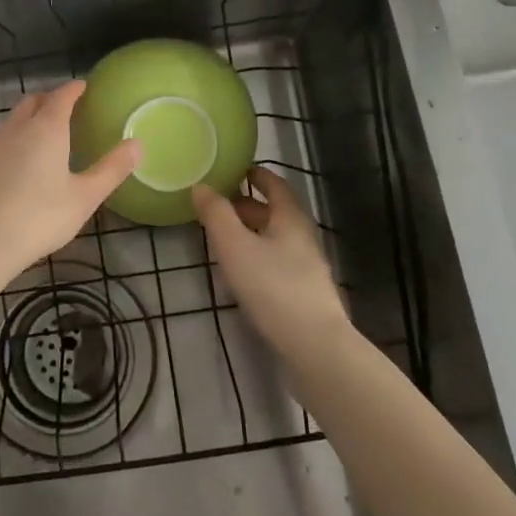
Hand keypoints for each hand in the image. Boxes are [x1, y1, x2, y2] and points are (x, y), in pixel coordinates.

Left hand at [0, 80, 140, 281]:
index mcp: (46, 129)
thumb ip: (112, 169)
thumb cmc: (39, 218)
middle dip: (50, 99)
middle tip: (66, 108)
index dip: (74, 89)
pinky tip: (16, 165)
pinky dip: (12, 142)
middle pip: (32, 102)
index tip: (84, 87)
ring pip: (11, 121)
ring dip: (28, 119)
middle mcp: (15, 128)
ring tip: (42, 135)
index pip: (61, 96)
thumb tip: (137, 144)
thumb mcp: (84, 197)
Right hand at [193, 167, 348, 357]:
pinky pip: (276, 262)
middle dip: (246, 205)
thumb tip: (201, 186)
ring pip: (274, 239)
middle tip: (216, 204)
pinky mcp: (303, 294)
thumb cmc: (273, 287)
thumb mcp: (235, 247)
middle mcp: (302, 237)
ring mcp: (306, 267)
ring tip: (220, 236)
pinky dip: (256, 256)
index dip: (256, 174)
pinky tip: (239, 272)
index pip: (275, 185)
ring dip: (249, 232)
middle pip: (274, 213)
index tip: (235, 168)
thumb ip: (216, 215)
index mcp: (291, 219)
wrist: (314, 346)